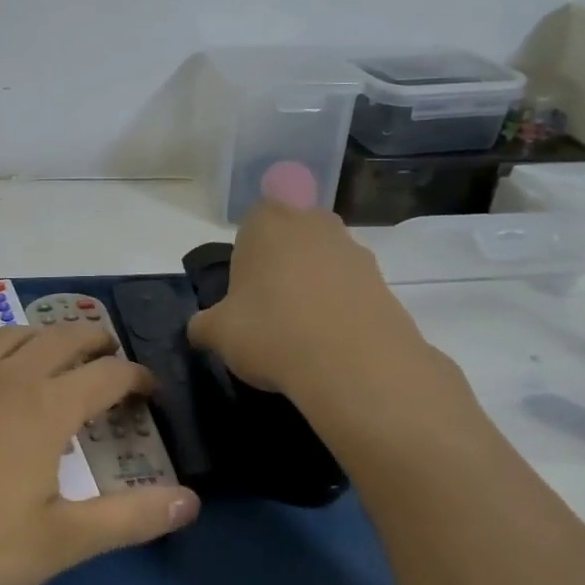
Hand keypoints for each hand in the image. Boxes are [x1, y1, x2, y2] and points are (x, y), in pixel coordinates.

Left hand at [0, 324, 200, 584]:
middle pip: (58, 339)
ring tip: (48, 345)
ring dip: (35, 334)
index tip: (151, 391)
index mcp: (44, 408)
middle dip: (91, 339)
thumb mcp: (57, 543)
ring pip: (4, 335)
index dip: (136, 377)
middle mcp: (3, 379)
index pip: (106, 375)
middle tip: (108, 352)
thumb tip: (192, 501)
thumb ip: (128, 519)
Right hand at [186, 200, 434, 409]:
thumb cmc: (271, 331)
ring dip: (314, 286)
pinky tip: (332, 343)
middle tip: (270, 310)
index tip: (243, 293)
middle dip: (282, 266)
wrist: (355, 364)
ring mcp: (353, 248)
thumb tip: (200, 329)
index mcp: (267, 221)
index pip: (251, 223)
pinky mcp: (384, 280)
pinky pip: (351, 289)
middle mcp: (312, 222)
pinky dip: (342, 308)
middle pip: (291, 238)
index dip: (246, 257)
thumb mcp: (218, 333)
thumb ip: (204, 325)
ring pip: (323, 261)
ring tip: (303, 333)